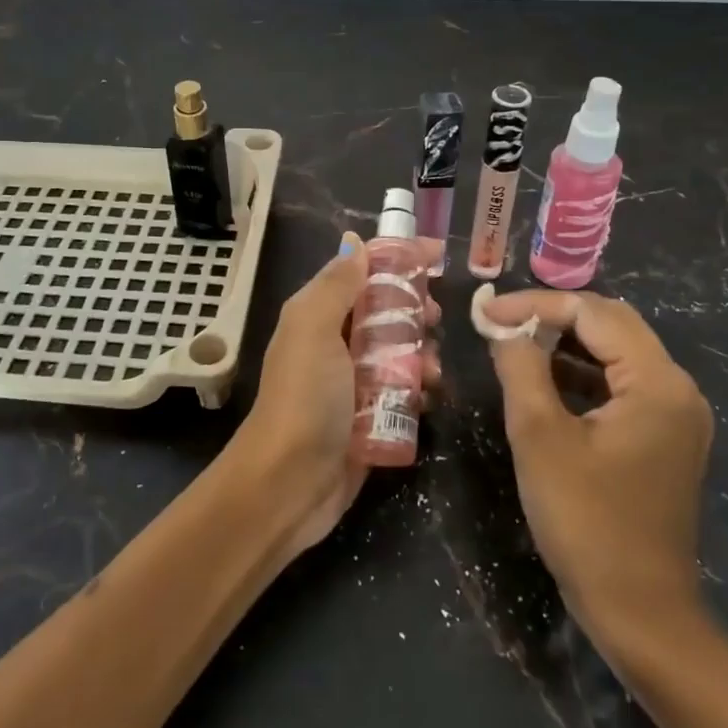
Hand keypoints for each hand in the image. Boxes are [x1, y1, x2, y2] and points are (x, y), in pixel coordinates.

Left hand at [236, 234, 441, 557]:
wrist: (289, 484)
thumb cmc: (304, 398)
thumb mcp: (314, 329)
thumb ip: (336, 285)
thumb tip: (355, 243)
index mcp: (317, 314)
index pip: (361, 272)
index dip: (398, 260)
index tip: (438, 256)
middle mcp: (334, 342)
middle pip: (385, 310)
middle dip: (415, 310)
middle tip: (436, 318)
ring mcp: (352, 381)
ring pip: (399, 351)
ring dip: (422, 353)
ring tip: (432, 371)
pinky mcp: (369, 416)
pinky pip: (402, 390)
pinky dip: (419, 389)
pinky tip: (428, 398)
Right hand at [483, 289, 712, 641]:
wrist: (640, 613)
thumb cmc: (587, 523)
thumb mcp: (540, 437)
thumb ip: (520, 367)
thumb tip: (502, 325)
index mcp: (657, 382)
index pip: (593, 313)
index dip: (535, 304)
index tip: (485, 310)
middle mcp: (677, 388)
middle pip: (611, 324)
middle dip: (552, 316)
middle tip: (500, 321)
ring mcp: (676, 414)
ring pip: (616, 352)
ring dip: (565, 342)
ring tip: (514, 342)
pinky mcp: (665, 436)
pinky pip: (621, 383)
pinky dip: (581, 372)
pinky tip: (544, 379)